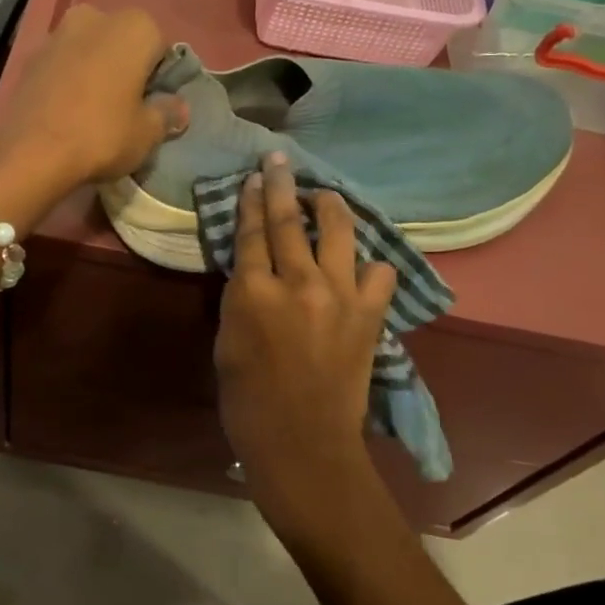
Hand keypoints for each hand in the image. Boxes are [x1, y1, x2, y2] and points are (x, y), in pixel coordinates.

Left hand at [0, 6, 186, 193]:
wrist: (31, 153)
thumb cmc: (102, 135)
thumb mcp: (147, 133)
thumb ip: (167, 114)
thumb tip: (179, 108)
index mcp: (134, 27)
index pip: (160, 46)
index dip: (158, 77)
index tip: (151, 104)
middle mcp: (95, 16)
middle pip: (121, 42)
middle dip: (125, 67)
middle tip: (125, 107)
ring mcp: (57, 33)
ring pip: (89, 50)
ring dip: (95, 71)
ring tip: (93, 111)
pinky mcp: (30, 57)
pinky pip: (62, 65)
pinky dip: (68, 80)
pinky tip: (67, 111)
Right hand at [216, 152, 399, 547]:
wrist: (303, 444)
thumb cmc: (249, 401)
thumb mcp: (226, 343)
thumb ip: (240, 298)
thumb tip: (254, 271)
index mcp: (252, 292)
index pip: (251, 232)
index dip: (251, 201)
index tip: (253, 177)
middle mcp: (297, 283)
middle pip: (289, 220)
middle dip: (282, 185)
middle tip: (280, 160)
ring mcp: (339, 296)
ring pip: (339, 232)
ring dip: (330, 207)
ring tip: (325, 194)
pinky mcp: (369, 315)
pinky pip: (378, 274)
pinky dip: (370, 264)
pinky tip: (362, 263)